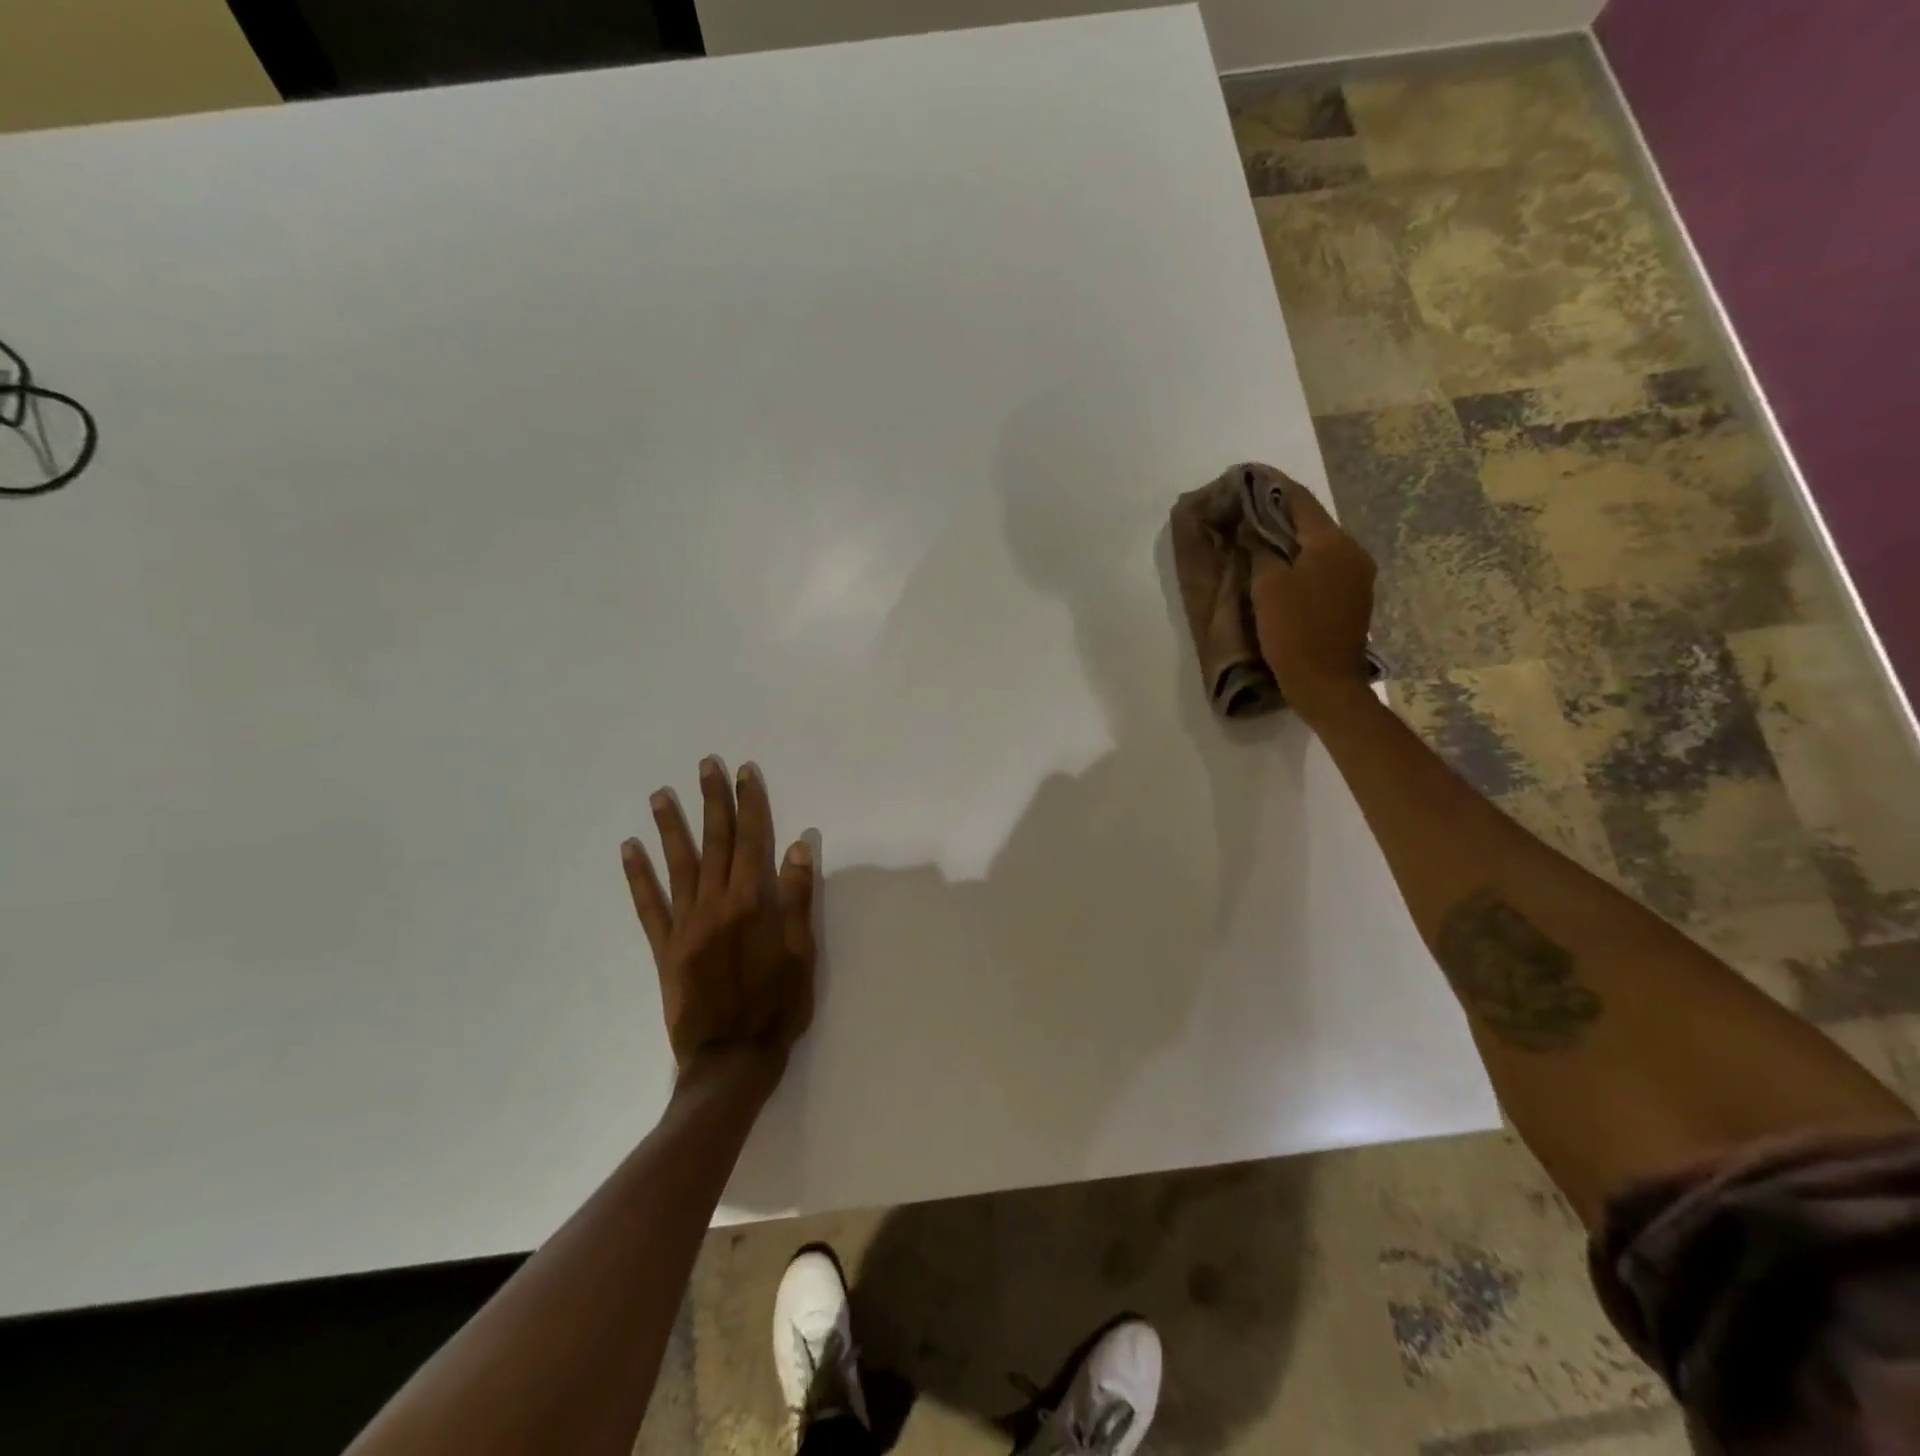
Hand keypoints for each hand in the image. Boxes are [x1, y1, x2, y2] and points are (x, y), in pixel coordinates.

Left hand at [621, 757, 816, 1086]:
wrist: (730, 1059)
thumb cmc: (777, 1006)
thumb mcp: (802, 953)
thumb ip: (797, 898)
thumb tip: (798, 846)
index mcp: (751, 903)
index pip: (753, 840)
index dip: (750, 803)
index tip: (745, 772)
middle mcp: (715, 904)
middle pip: (715, 842)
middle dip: (712, 801)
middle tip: (706, 765)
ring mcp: (685, 925)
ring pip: (677, 865)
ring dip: (670, 827)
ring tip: (660, 795)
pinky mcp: (664, 948)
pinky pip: (647, 906)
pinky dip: (637, 876)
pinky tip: (629, 850)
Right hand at [1248, 481, 1377, 725]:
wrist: (1327, 684)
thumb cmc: (1294, 633)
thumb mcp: (1267, 588)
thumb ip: (1260, 550)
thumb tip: (1251, 528)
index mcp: (1332, 543)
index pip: (1298, 500)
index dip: (1270, 487)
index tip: (1245, 477)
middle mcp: (1352, 551)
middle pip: (1311, 522)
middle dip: (1278, 514)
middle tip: (1245, 511)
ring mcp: (1358, 575)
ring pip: (1318, 545)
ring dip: (1289, 539)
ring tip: (1258, 538)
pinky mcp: (1354, 597)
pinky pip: (1324, 566)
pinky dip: (1301, 561)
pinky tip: (1279, 567)